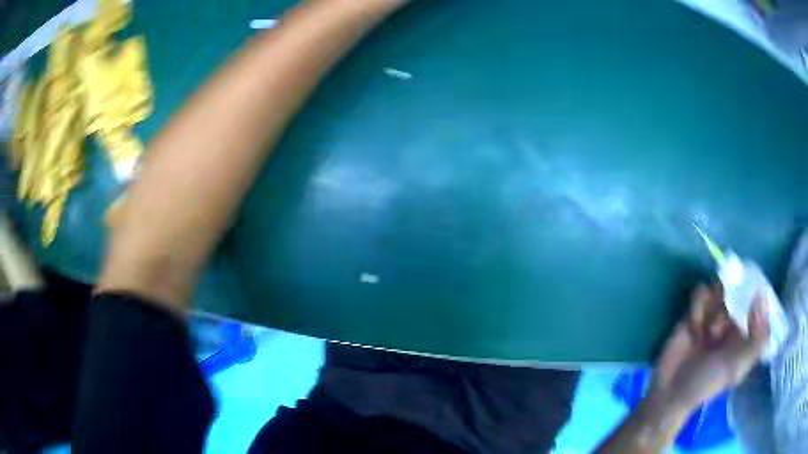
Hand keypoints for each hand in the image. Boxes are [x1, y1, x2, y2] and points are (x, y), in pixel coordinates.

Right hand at [649, 284, 768, 412]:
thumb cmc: (708, 381)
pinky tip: (693, 323)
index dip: (756, 292)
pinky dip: (698, 304)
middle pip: (739, 289)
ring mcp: (713, 314)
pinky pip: (700, 292)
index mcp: (746, 332)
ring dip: (713, 304)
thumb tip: (761, 295)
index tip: (752, 289)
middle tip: (723, 323)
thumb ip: (757, 338)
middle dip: (731, 300)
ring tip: (705, 329)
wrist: (671, 391)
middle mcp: (732, 320)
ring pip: (720, 287)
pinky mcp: (694, 311)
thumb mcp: (738, 367)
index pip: (757, 301)